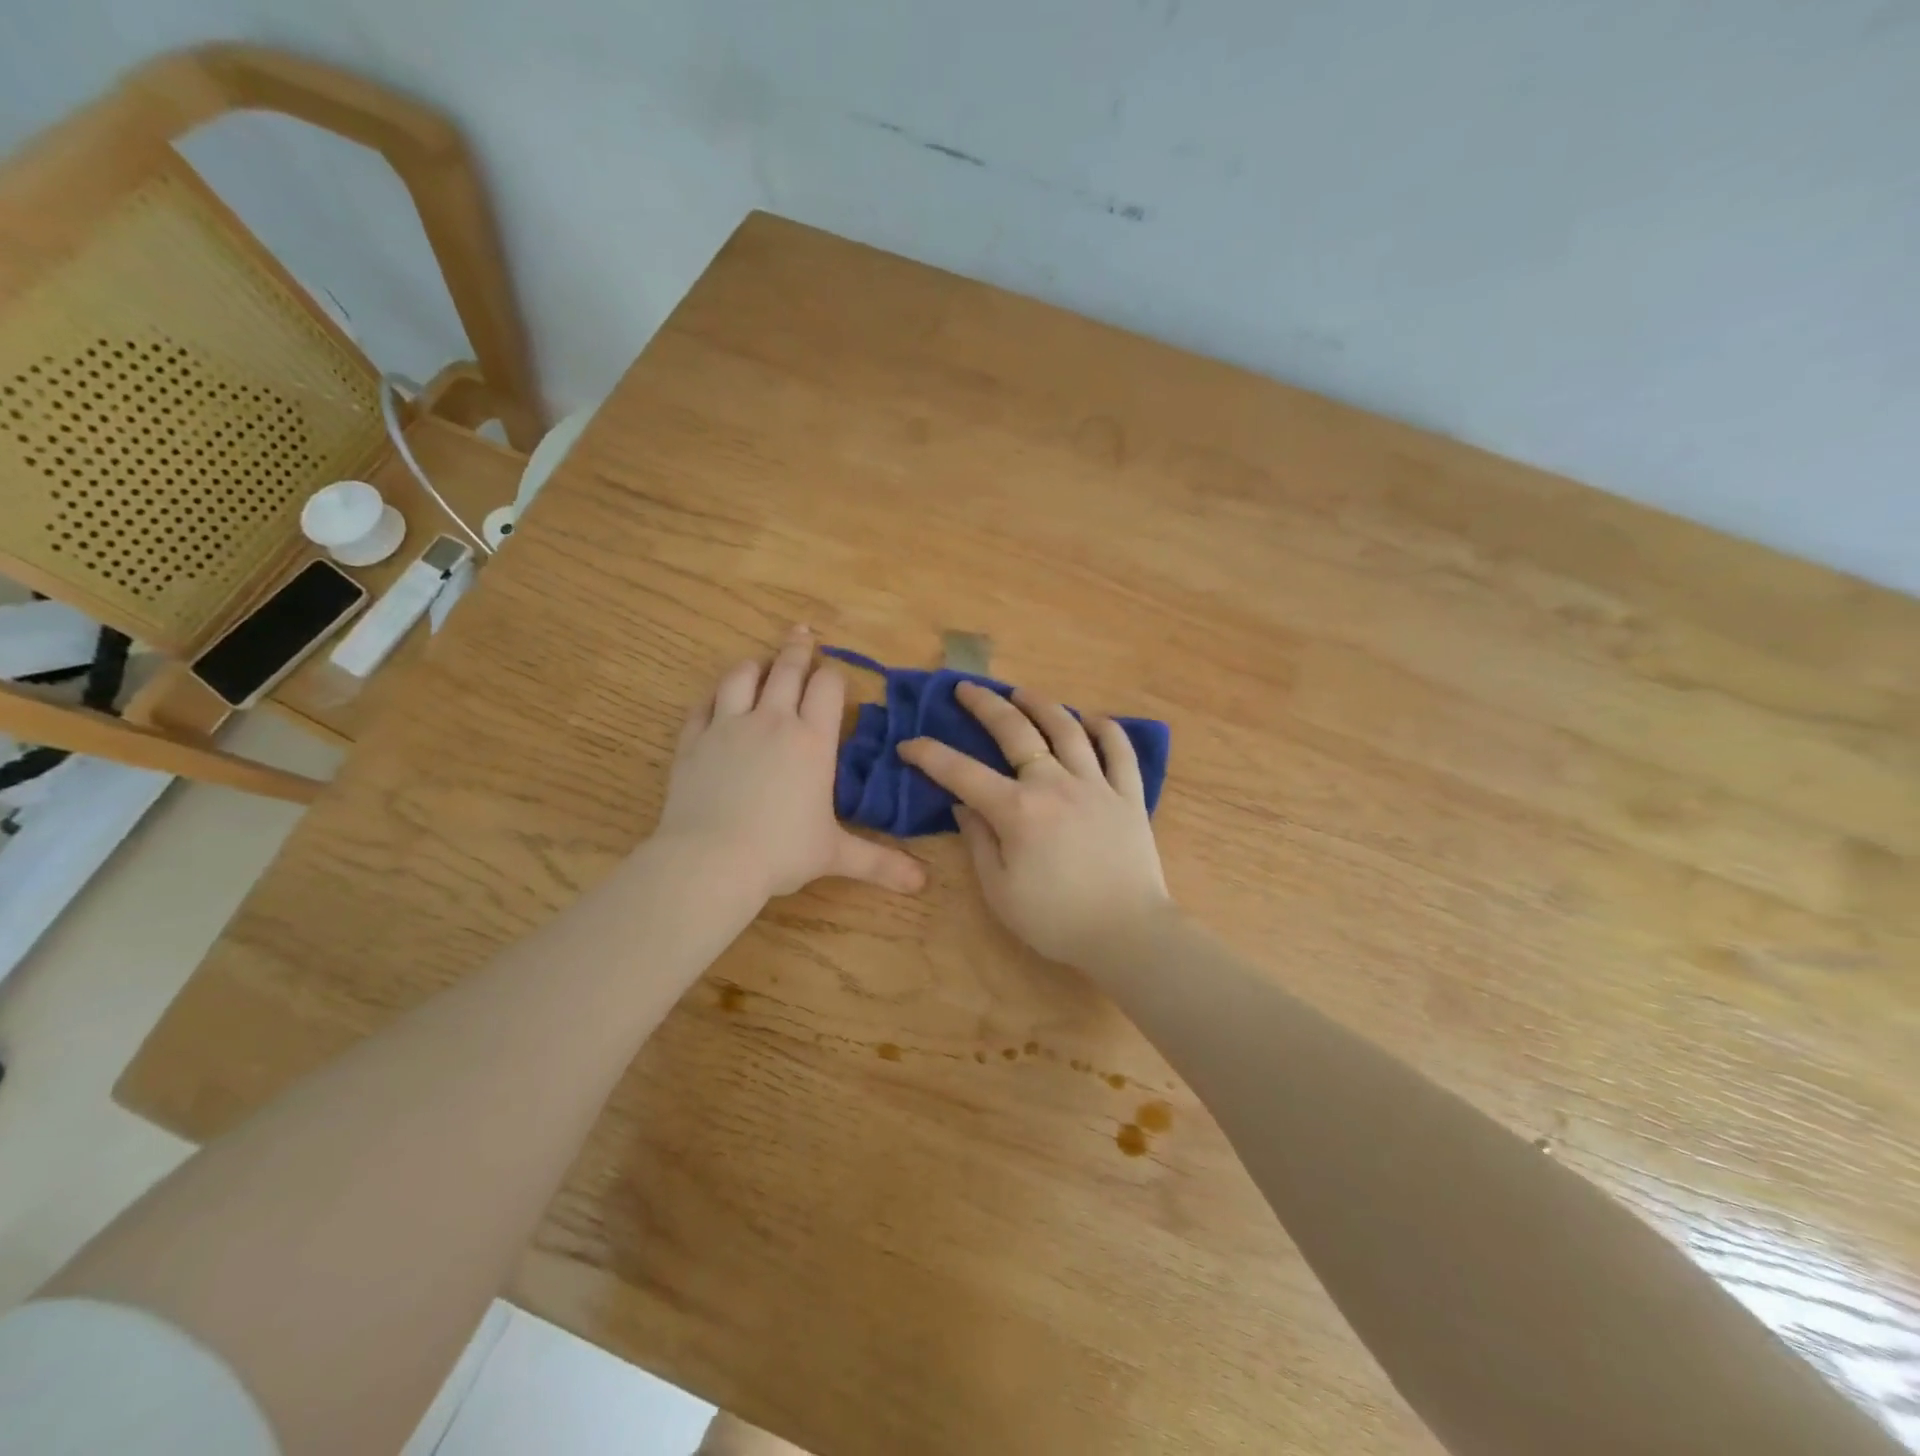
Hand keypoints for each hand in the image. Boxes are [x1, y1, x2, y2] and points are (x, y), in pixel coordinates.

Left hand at [657, 627, 926, 900]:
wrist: (711, 860)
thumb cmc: (781, 852)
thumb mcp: (836, 854)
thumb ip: (880, 862)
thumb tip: (923, 882)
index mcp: (812, 741)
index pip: (827, 687)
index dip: (834, 676)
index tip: (834, 674)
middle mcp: (772, 721)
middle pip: (787, 670)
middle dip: (798, 650)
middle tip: (802, 632)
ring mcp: (728, 726)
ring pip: (742, 677)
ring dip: (755, 665)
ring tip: (761, 662)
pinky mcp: (693, 740)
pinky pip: (703, 705)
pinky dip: (714, 696)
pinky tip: (717, 698)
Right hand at [898, 683, 1173, 967]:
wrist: (1128, 934)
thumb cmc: (1056, 920)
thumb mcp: (1000, 891)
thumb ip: (979, 842)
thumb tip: (963, 805)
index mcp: (1018, 811)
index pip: (962, 772)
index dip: (930, 755)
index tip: (909, 744)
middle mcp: (1055, 784)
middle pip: (1016, 731)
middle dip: (985, 705)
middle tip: (966, 688)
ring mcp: (1096, 784)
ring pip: (1067, 729)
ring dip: (1040, 704)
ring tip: (1021, 692)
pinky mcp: (1129, 794)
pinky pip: (1119, 750)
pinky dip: (1105, 728)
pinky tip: (1090, 719)